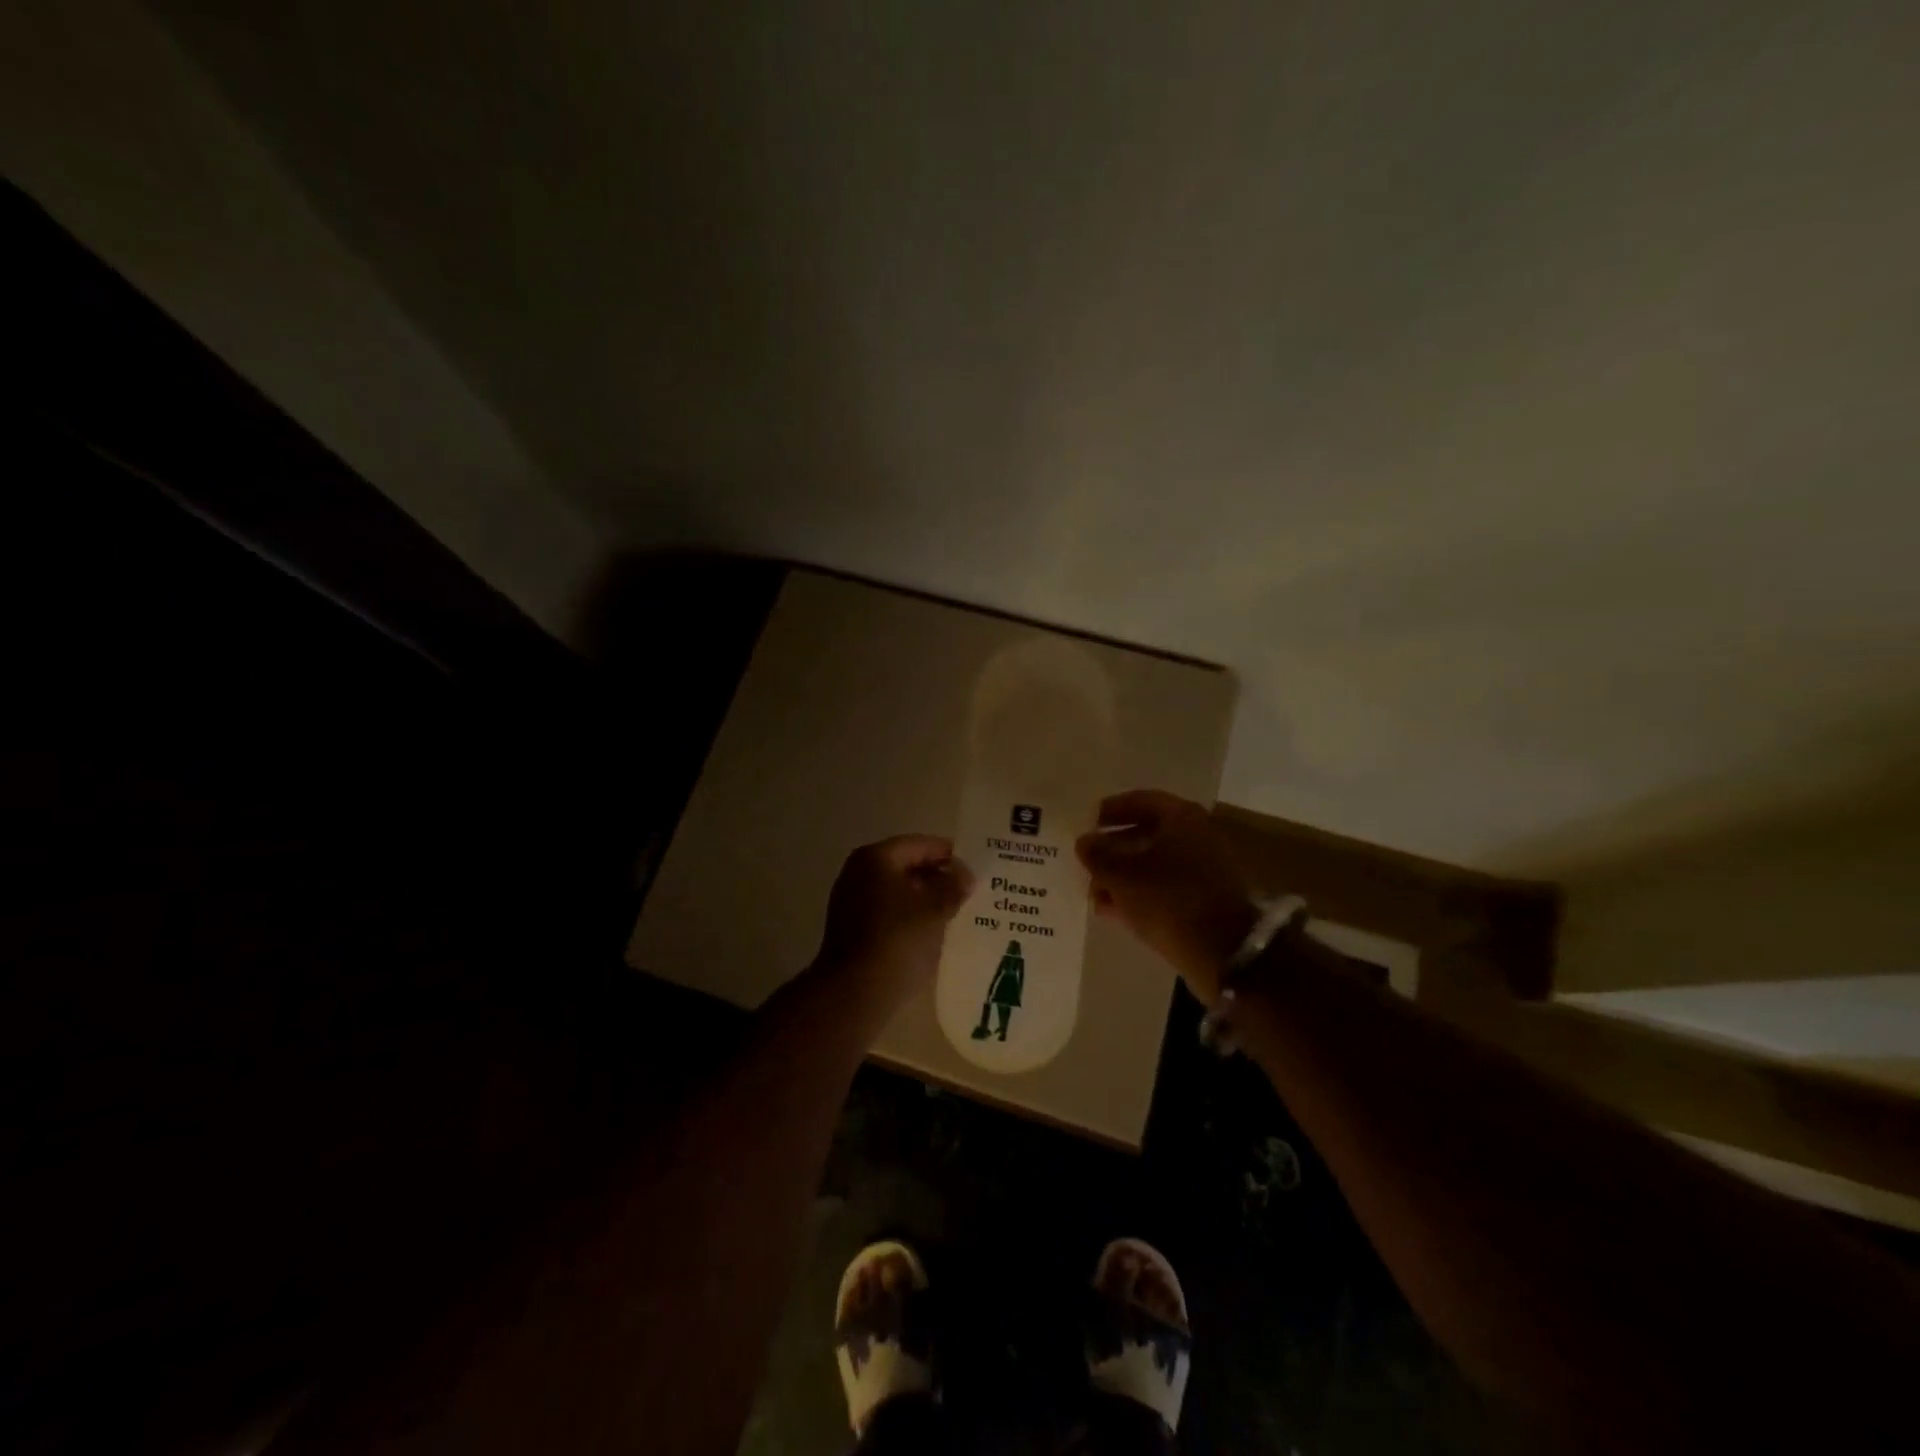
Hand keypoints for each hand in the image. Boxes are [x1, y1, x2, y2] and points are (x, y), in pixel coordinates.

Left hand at [815, 835, 973, 1006]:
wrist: (853, 994)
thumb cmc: (896, 941)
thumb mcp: (934, 910)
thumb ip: (953, 886)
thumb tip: (965, 873)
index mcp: (876, 858)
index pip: (921, 844)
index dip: (951, 854)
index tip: (976, 868)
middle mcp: (859, 873)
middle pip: (908, 866)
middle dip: (939, 877)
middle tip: (971, 891)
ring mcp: (852, 902)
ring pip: (899, 891)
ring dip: (926, 899)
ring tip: (958, 912)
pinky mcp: (852, 929)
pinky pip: (890, 912)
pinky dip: (911, 917)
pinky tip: (934, 932)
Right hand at [1076, 790, 1255, 1003]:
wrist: (1223, 951)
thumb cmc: (1168, 899)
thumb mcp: (1122, 875)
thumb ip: (1098, 855)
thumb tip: (1084, 841)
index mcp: (1181, 818)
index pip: (1140, 801)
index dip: (1110, 810)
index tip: (1086, 824)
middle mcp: (1196, 836)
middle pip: (1146, 833)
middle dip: (1113, 849)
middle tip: (1086, 863)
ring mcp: (1203, 869)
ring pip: (1154, 864)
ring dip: (1122, 876)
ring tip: (1093, 894)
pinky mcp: (1204, 899)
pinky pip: (1165, 888)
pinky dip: (1139, 894)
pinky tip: (1113, 911)